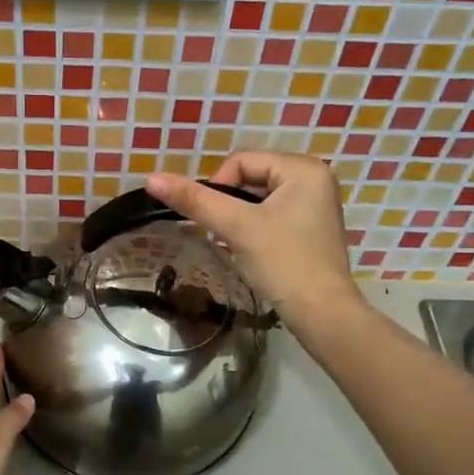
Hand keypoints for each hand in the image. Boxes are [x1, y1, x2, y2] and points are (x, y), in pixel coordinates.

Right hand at [146, 153, 361, 333]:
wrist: (322, 314)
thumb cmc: (283, 263)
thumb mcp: (236, 227)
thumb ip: (195, 200)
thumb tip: (151, 179)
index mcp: (303, 168)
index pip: (241, 160)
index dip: (218, 187)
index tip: (216, 222)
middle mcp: (315, 178)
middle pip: (251, 177)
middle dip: (230, 204)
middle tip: (225, 235)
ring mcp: (316, 204)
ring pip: (259, 198)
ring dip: (240, 218)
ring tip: (238, 244)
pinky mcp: (313, 227)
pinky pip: (273, 214)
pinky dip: (255, 228)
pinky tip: (253, 251)